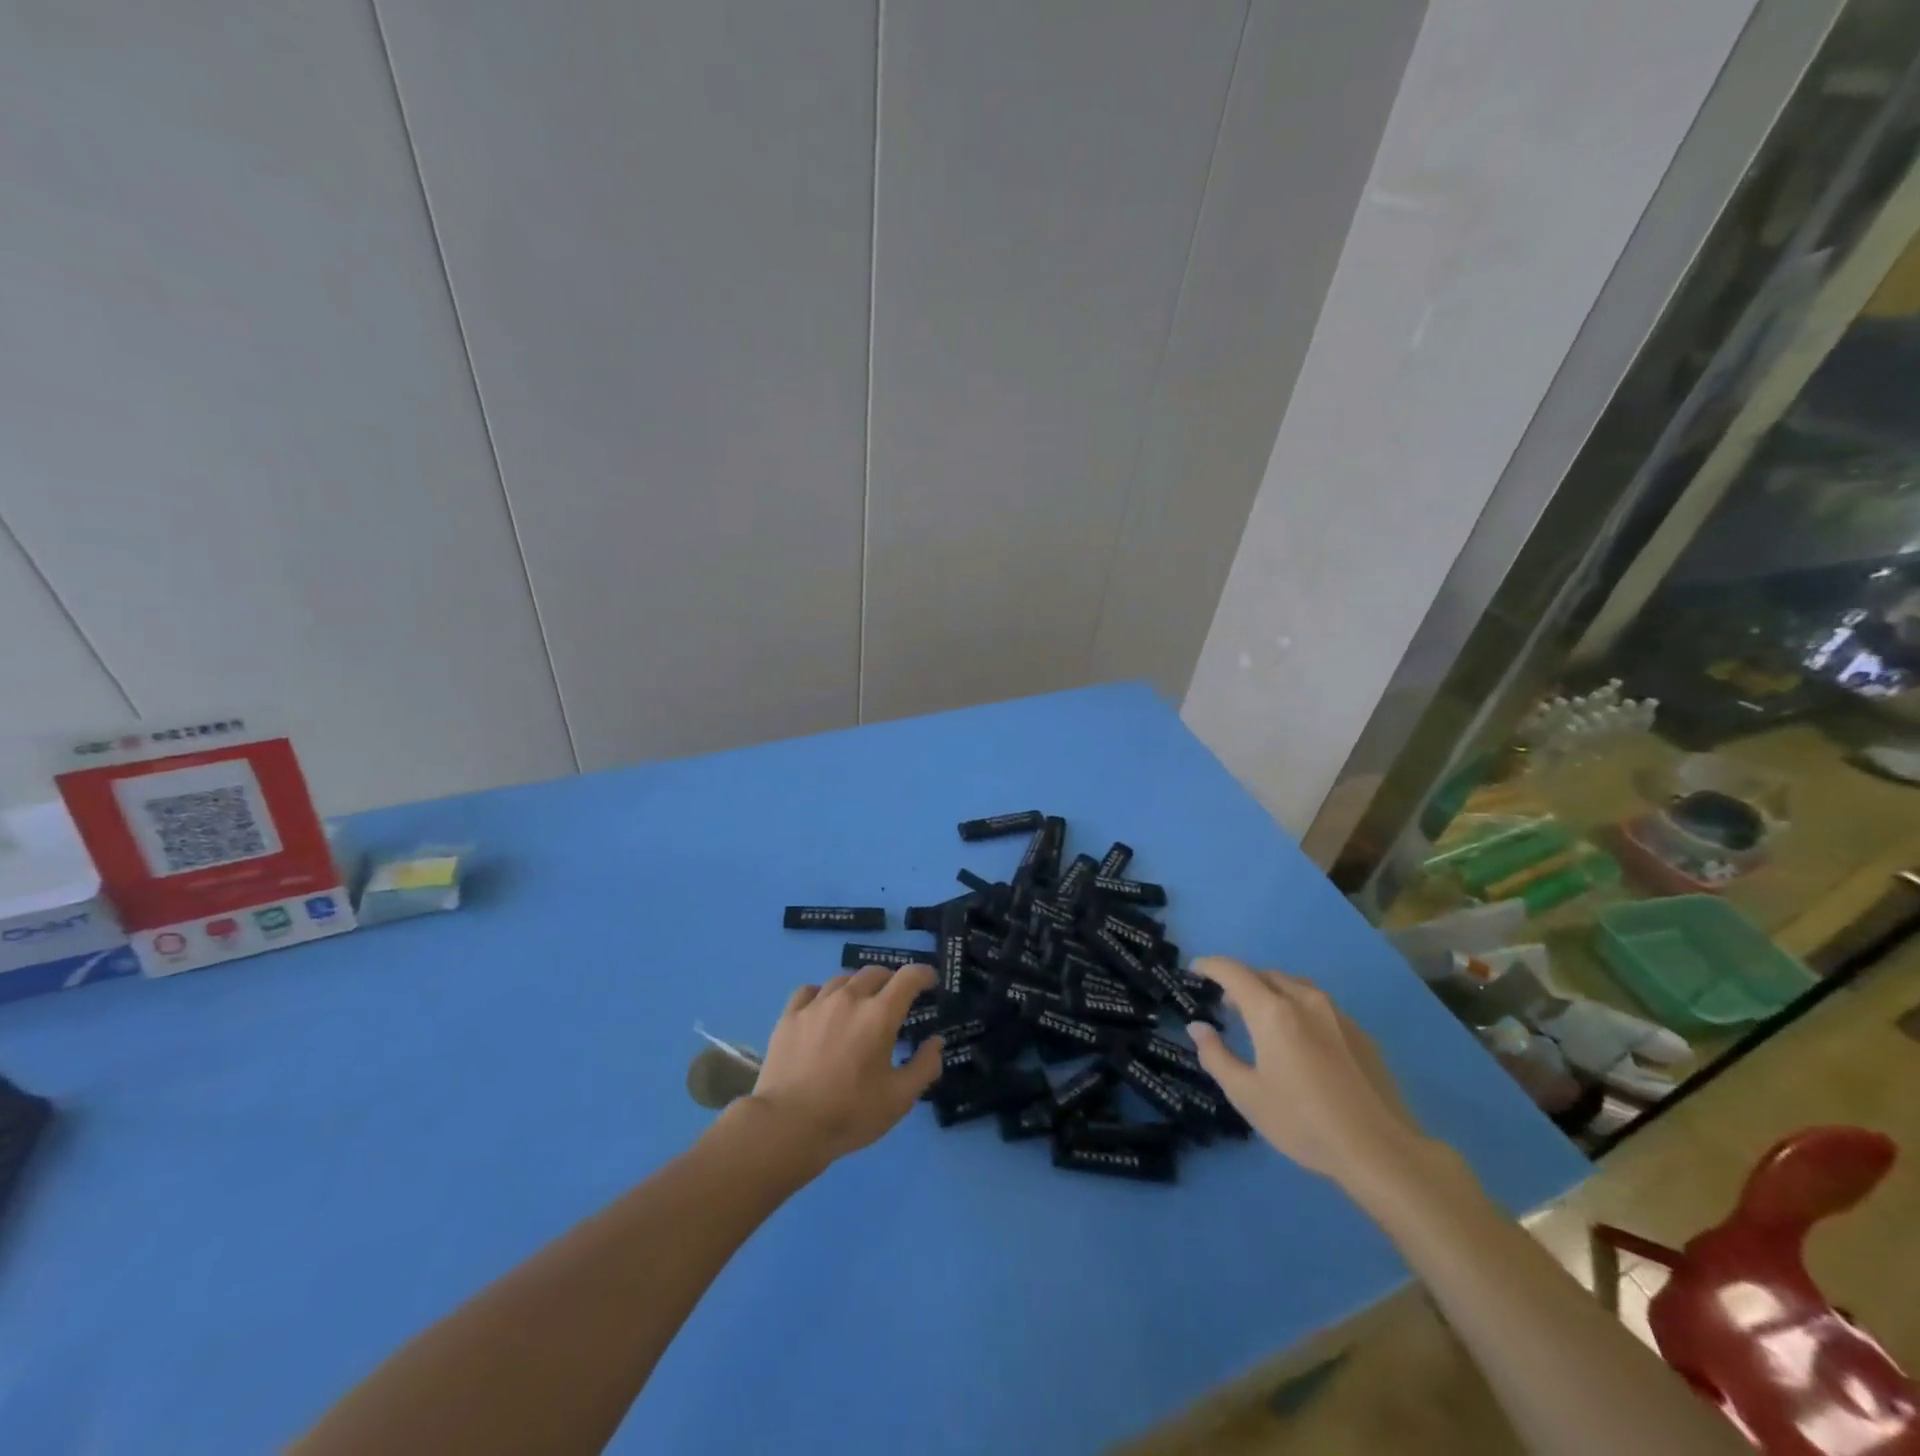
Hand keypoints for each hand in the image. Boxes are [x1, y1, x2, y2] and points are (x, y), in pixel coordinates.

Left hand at [747, 964, 943, 1164]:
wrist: (787, 1126)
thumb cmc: (850, 1113)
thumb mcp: (899, 1099)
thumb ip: (925, 1066)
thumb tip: (936, 1041)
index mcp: (879, 1015)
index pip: (908, 977)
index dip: (923, 974)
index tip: (930, 980)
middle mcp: (849, 999)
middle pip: (875, 972)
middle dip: (891, 980)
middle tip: (895, 998)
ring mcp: (816, 1004)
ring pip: (843, 979)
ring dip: (858, 986)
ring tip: (859, 1004)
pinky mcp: (790, 1015)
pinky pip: (810, 990)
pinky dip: (823, 993)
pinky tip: (823, 1008)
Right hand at [1188, 957, 1425, 1190]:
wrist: (1381, 1151)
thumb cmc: (1303, 1123)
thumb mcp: (1246, 1095)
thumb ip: (1216, 1055)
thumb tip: (1198, 1027)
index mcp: (1272, 1011)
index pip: (1233, 972)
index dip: (1210, 965)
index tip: (1196, 969)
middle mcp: (1304, 1001)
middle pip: (1265, 974)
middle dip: (1241, 981)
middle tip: (1227, 1004)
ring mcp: (1337, 1014)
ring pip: (1295, 986)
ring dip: (1272, 991)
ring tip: (1263, 1017)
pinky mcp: (1360, 1033)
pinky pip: (1319, 1005)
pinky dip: (1298, 1008)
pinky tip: (1301, 1040)